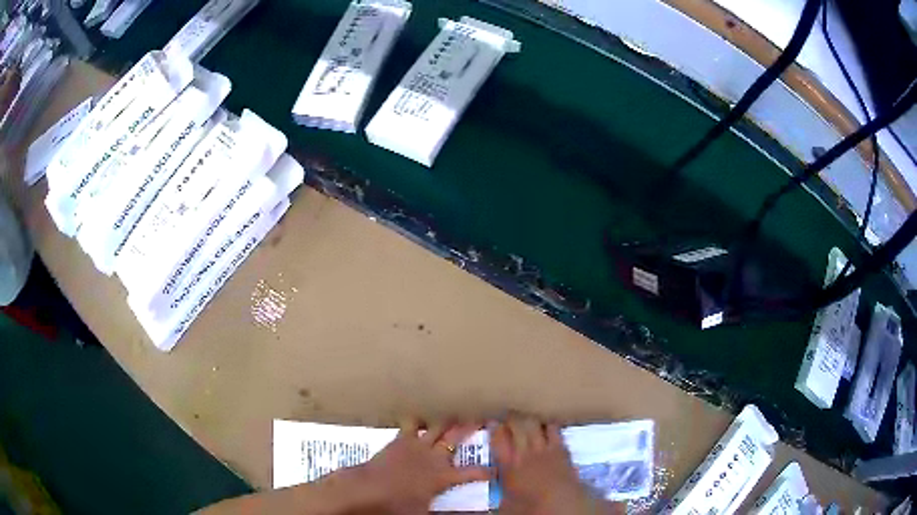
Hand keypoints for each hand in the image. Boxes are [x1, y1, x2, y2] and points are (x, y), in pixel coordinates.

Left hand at [350, 419, 490, 513]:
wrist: (369, 488)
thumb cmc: (398, 505)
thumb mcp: (425, 512)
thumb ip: (443, 512)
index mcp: (444, 476)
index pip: (473, 473)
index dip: (487, 471)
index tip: (497, 469)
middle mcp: (434, 457)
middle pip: (457, 437)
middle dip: (472, 426)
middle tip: (483, 416)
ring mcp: (417, 445)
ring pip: (438, 426)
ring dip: (448, 419)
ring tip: (457, 410)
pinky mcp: (400, 439)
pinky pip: (412, 424)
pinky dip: (419, 419)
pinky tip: (422, 416)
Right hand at [492, 415, 618, 514]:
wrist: (563, 504)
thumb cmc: (531, 507)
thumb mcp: (505, 501)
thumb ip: (498, 487)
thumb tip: (485, 488)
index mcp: (508, 465)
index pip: (498, 438)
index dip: (494, 427)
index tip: (491, 422)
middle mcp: (525, 452)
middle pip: (517, 425)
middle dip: (511, 417)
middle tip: (507, 416)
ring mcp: (544, 448)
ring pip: (535, 423)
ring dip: (529, 419)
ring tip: (526, 419)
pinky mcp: (561, 449)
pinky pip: (554, 429)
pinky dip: (548, 425)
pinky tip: (546, 426)